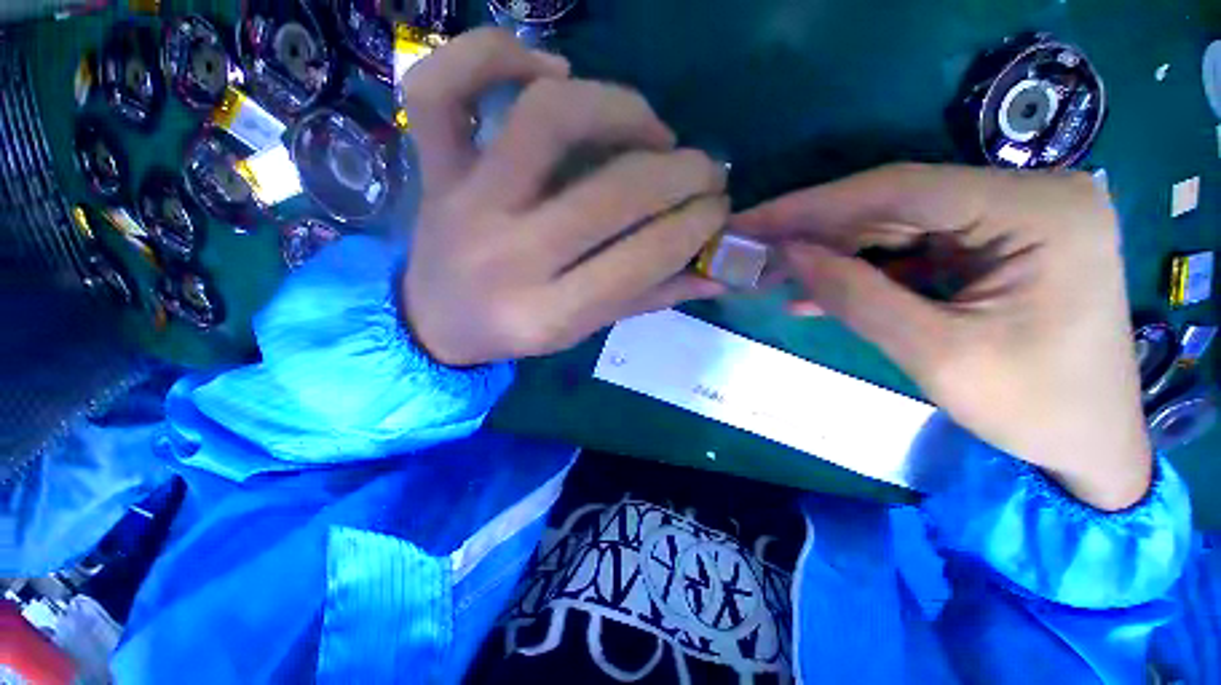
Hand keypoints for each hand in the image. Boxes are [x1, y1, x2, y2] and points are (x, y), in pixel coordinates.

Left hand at [400, 29, 727, 366]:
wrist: (435, 322)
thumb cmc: (517, 331)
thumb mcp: (584, 330)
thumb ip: (649, 298)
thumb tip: (716, 272)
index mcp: (548, 314)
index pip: (641, 259)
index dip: (694, 227)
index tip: (719, 211)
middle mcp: (509, 257)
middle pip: (611, 192)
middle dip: (681, 173)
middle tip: (707, 170)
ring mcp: (465, 203)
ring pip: (546, 119)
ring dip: (618, 109)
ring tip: (652, 131)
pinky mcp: (435, 169)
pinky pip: (443, 87)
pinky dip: (495, 53)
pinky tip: (550, 71)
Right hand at [736, 164, 1150, 510]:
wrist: (1089, 442)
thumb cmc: (1033, 407)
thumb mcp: (936, 354)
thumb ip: (856, 296)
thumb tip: (788, 254)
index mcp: (1038, 211)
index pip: (901, 190)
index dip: (813, 206)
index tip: (752, 220)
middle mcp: (1028, 196)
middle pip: (895, 203)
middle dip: (815, 229)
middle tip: (752, 243)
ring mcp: (1011, 218)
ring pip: (895, 225)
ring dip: (831, 252)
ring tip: (772, 271)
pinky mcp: (992, 244)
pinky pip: (911, 249)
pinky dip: (861, 271)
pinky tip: (814, 291)